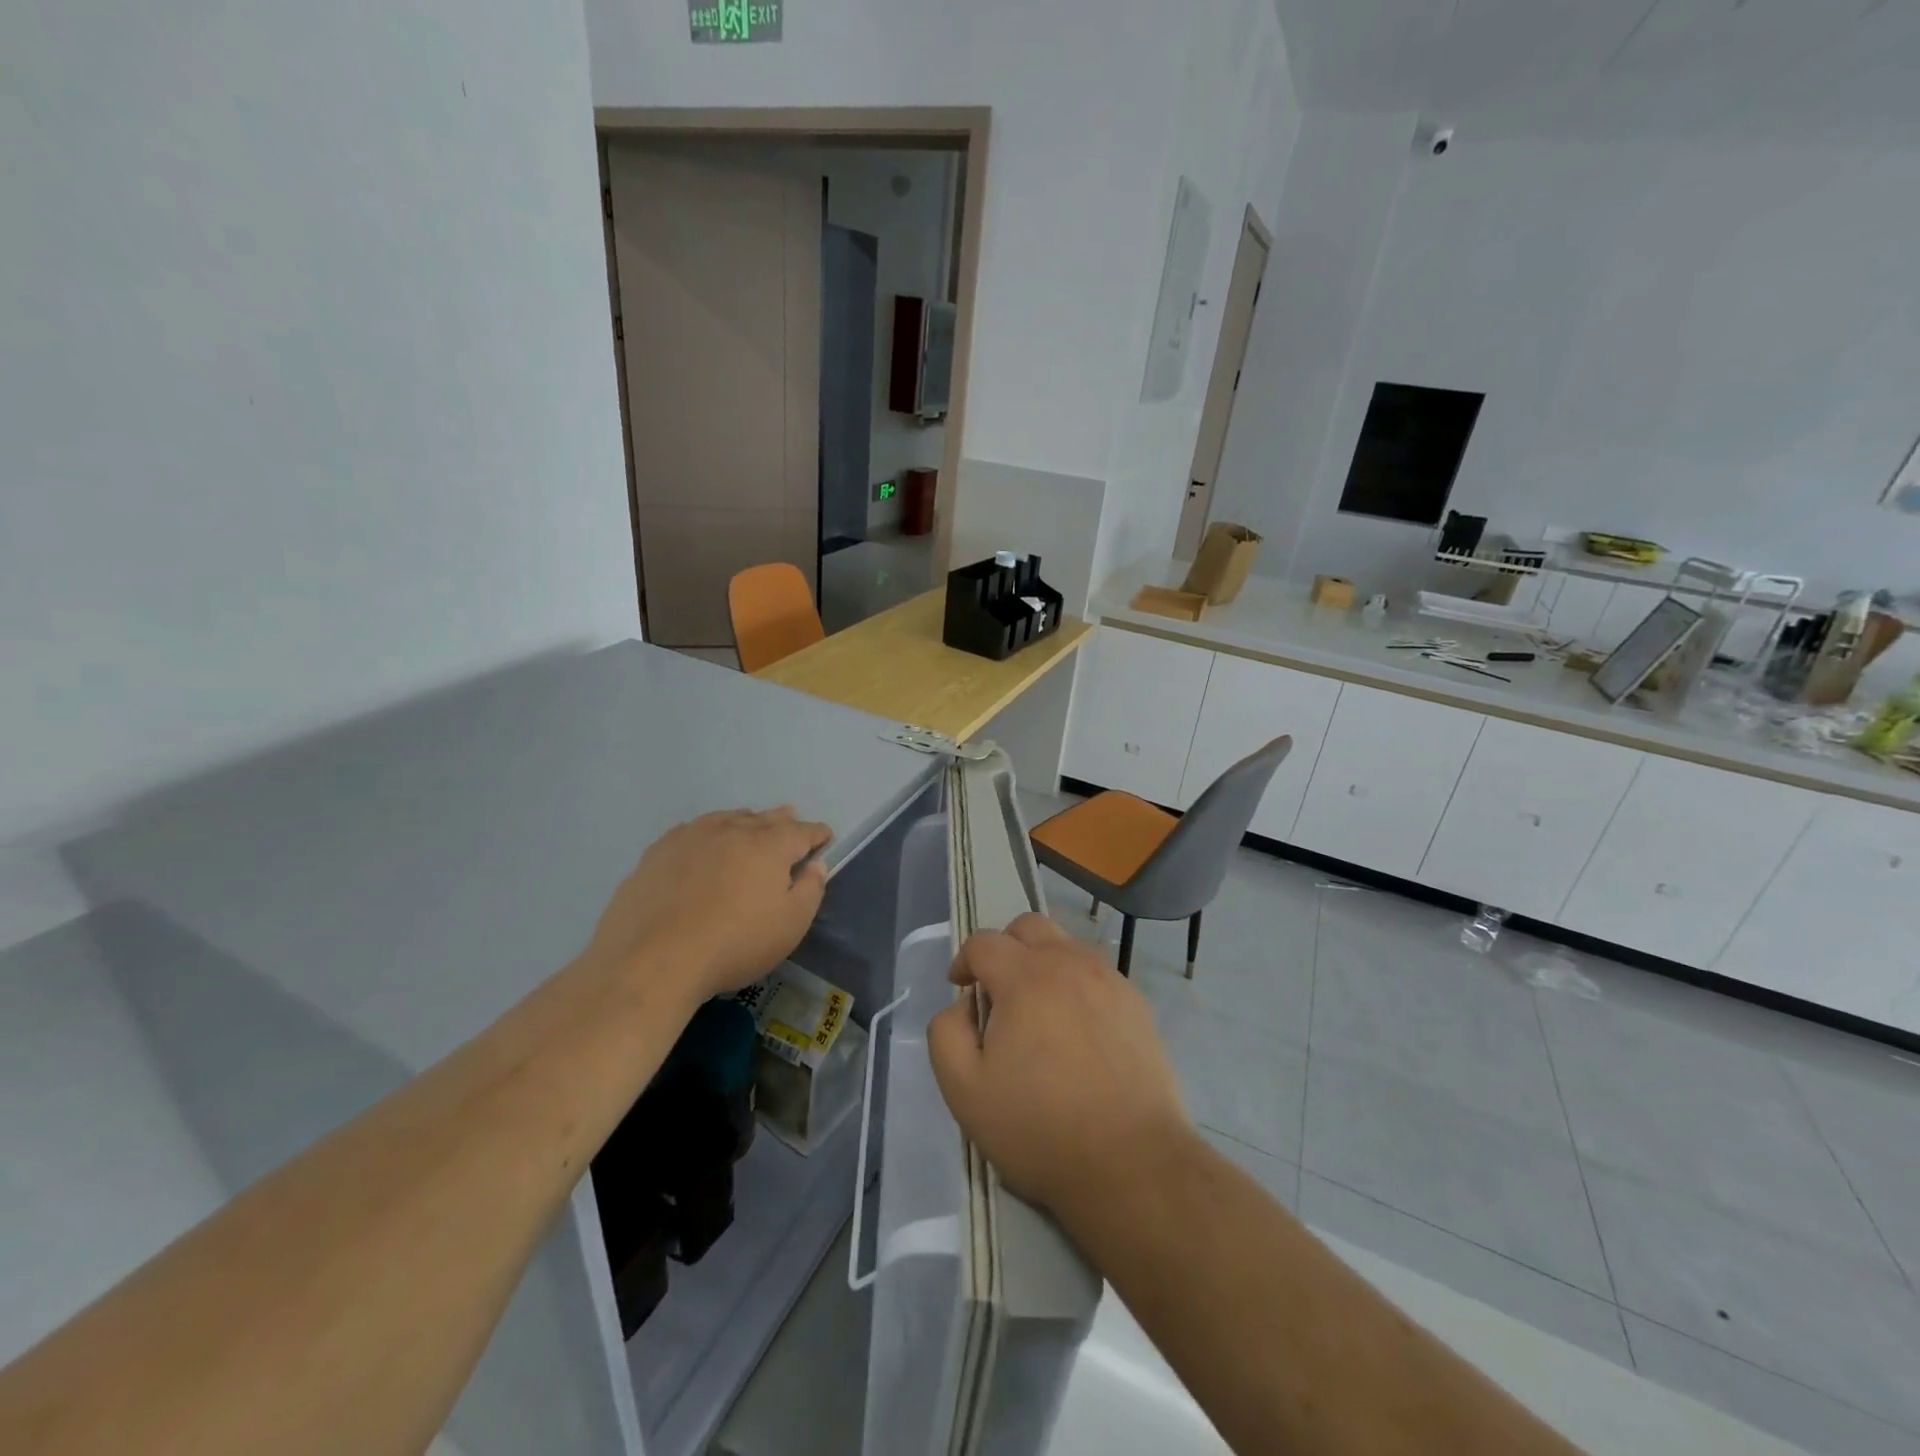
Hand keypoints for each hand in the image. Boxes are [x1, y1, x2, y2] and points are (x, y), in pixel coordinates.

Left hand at [587, 806, 831, 1002]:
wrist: (653, 961)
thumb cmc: (734, 945)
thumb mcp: (790, 926)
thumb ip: (810, 890)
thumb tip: (816, 864)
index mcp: (770, 845)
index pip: (803, 831)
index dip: (818, 834)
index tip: (825, 838)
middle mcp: (734, 830)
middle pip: (766, 818)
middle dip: (784, 821)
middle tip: (791, 823)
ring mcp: (693, 836)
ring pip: (729, 819)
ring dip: (746, 822)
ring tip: (751, 826)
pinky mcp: (659, 850)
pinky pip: (693, 830)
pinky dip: (709, 832)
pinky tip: (704, 843)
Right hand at [926, 912, 1191, 1218]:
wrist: (1132, 1163)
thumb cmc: (1040, 1128)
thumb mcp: (965, 1090)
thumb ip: (947, 1033)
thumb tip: (962, 1006)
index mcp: (1025, 977)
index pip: (984, 942)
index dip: (964, 961)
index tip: (960, 989)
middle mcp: (1069, 963)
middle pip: (1029, 926)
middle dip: (1004, 947)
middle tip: (997, 991)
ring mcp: (1110, 980)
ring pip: (1066, 945)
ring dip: (1042, 963)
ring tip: (1037, 1011)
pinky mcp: (1137, 1005)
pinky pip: (1097, 974)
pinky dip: (1076, 985)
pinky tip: (1076, 1030)